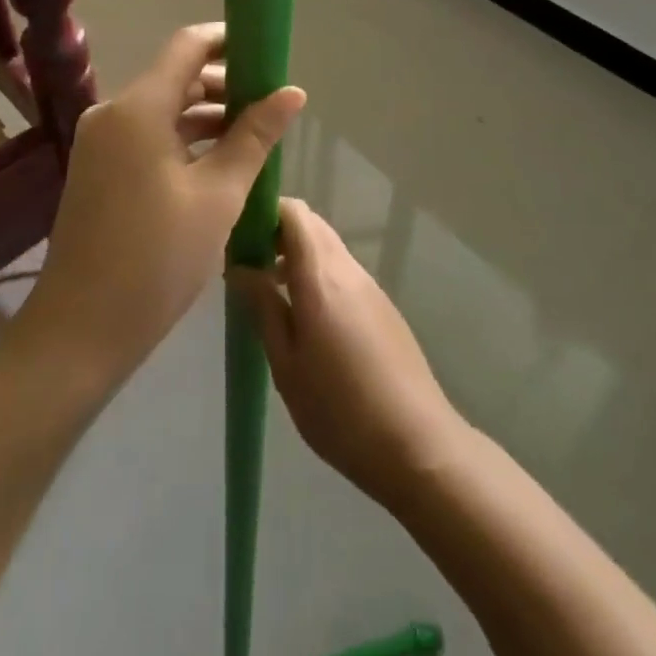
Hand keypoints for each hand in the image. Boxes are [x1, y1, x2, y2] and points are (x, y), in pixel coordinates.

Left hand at [18, 24, 305, 391]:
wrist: (80, 332)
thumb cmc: (156, 259)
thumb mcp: (218, 195)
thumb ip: (255, 136)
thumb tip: (293, 92)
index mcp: (138, 108)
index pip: (188, 45)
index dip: (229, 40)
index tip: (267, 53)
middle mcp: (113, 113)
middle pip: (177, 77)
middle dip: (225, 85)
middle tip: (271, 106)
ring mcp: (101, 142)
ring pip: (164, 109)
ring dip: (207, 116)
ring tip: (254, 138)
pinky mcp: (99, 169)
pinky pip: (148, 135)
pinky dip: (184, 140)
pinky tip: (218, 163)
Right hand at [231, 198, 469, 505]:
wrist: (417, 444)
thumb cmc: (339, 410)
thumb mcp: (286, 365)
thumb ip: (263, 308)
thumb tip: (240, 268)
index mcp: (321, 276)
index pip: (293, 212)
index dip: (264, 212)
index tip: (238, 236)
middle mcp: (347, 268)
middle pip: (310, 225)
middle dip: (276, 233)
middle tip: (248, 266)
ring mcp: (369, 286)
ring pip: (327, 248)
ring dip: (297, 256)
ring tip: (270, 295)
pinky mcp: (382, 306)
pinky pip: (342, 271)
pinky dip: (318, 275)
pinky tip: (306, 319)